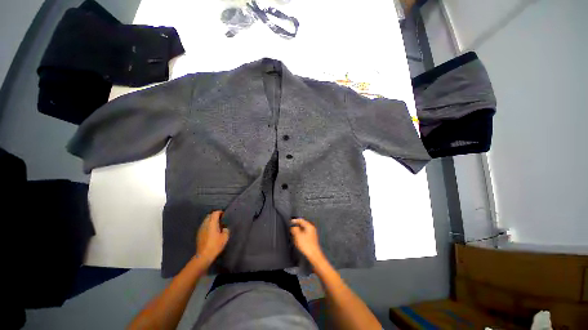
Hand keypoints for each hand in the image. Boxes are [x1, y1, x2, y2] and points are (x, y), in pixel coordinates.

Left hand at [196, 211, 229, 264]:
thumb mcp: (225, 237)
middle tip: (221, 219)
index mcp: (212, 222)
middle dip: (215, 216)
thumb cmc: (215, 245)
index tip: (224, 215)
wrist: (204, 255)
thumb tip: (224, 228)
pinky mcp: (198, 234)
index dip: (220, 212)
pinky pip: (204, 226)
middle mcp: (205, 224)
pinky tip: (211, 231)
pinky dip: (208, 226)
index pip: (215, 213)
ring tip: (216, 225)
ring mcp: (201, 229)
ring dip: (211, 221)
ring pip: (206, 221)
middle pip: (209, 216)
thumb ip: (226, 230)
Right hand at [290, 218, 323, 261]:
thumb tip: (292, 225)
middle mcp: (311, 228)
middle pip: (302, 224)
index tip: (290, 222)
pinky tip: (298, 240)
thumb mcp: (298, 235)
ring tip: (294, 235)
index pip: (301, 220)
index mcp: (309, 226)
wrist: (313, 255)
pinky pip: (304, 234)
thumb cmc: (306, 245)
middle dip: (296, 226)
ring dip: (298, 231)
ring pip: (303, 229)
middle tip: (291, 229)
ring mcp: (312, 233)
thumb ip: (294, 229)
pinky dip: (300, 235)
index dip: (295, 220)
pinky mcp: (311, 238)